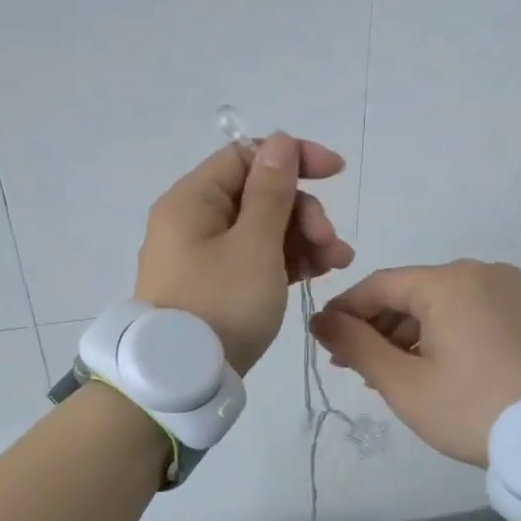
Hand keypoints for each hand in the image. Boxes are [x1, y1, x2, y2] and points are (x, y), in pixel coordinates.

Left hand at [135, 132, 353, 374]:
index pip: (246, 157)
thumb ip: (272, 191)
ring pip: (261, 230)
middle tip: (330, 244)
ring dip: (303, 239)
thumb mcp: (254, 245)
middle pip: (258, 195)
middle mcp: (193, 221)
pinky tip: (318, 273)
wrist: (183, 379)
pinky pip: (255, 258)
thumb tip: (280, 141)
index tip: (334, 172)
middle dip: (302, 212)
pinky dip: (285, 261)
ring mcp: (203, 256)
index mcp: (192, 200)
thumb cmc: (221, 304)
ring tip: (338, 264)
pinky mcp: (215, 285)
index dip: (293, 158)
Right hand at [310, 260, 520, 465]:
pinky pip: (465, 312)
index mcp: (449, 282)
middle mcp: (479, 272)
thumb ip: (356, 345)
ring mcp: (506, 289)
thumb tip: (321, 321)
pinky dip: (438, 334)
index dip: (345, 310)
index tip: (322, 339)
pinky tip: (423, 366)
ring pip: (437, 304)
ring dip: (405, 334)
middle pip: (409, 293)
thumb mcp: (404, 383)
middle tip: (349, 365)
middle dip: (375, 327)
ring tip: (383, 373)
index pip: (379, 285)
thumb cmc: (472, 409)